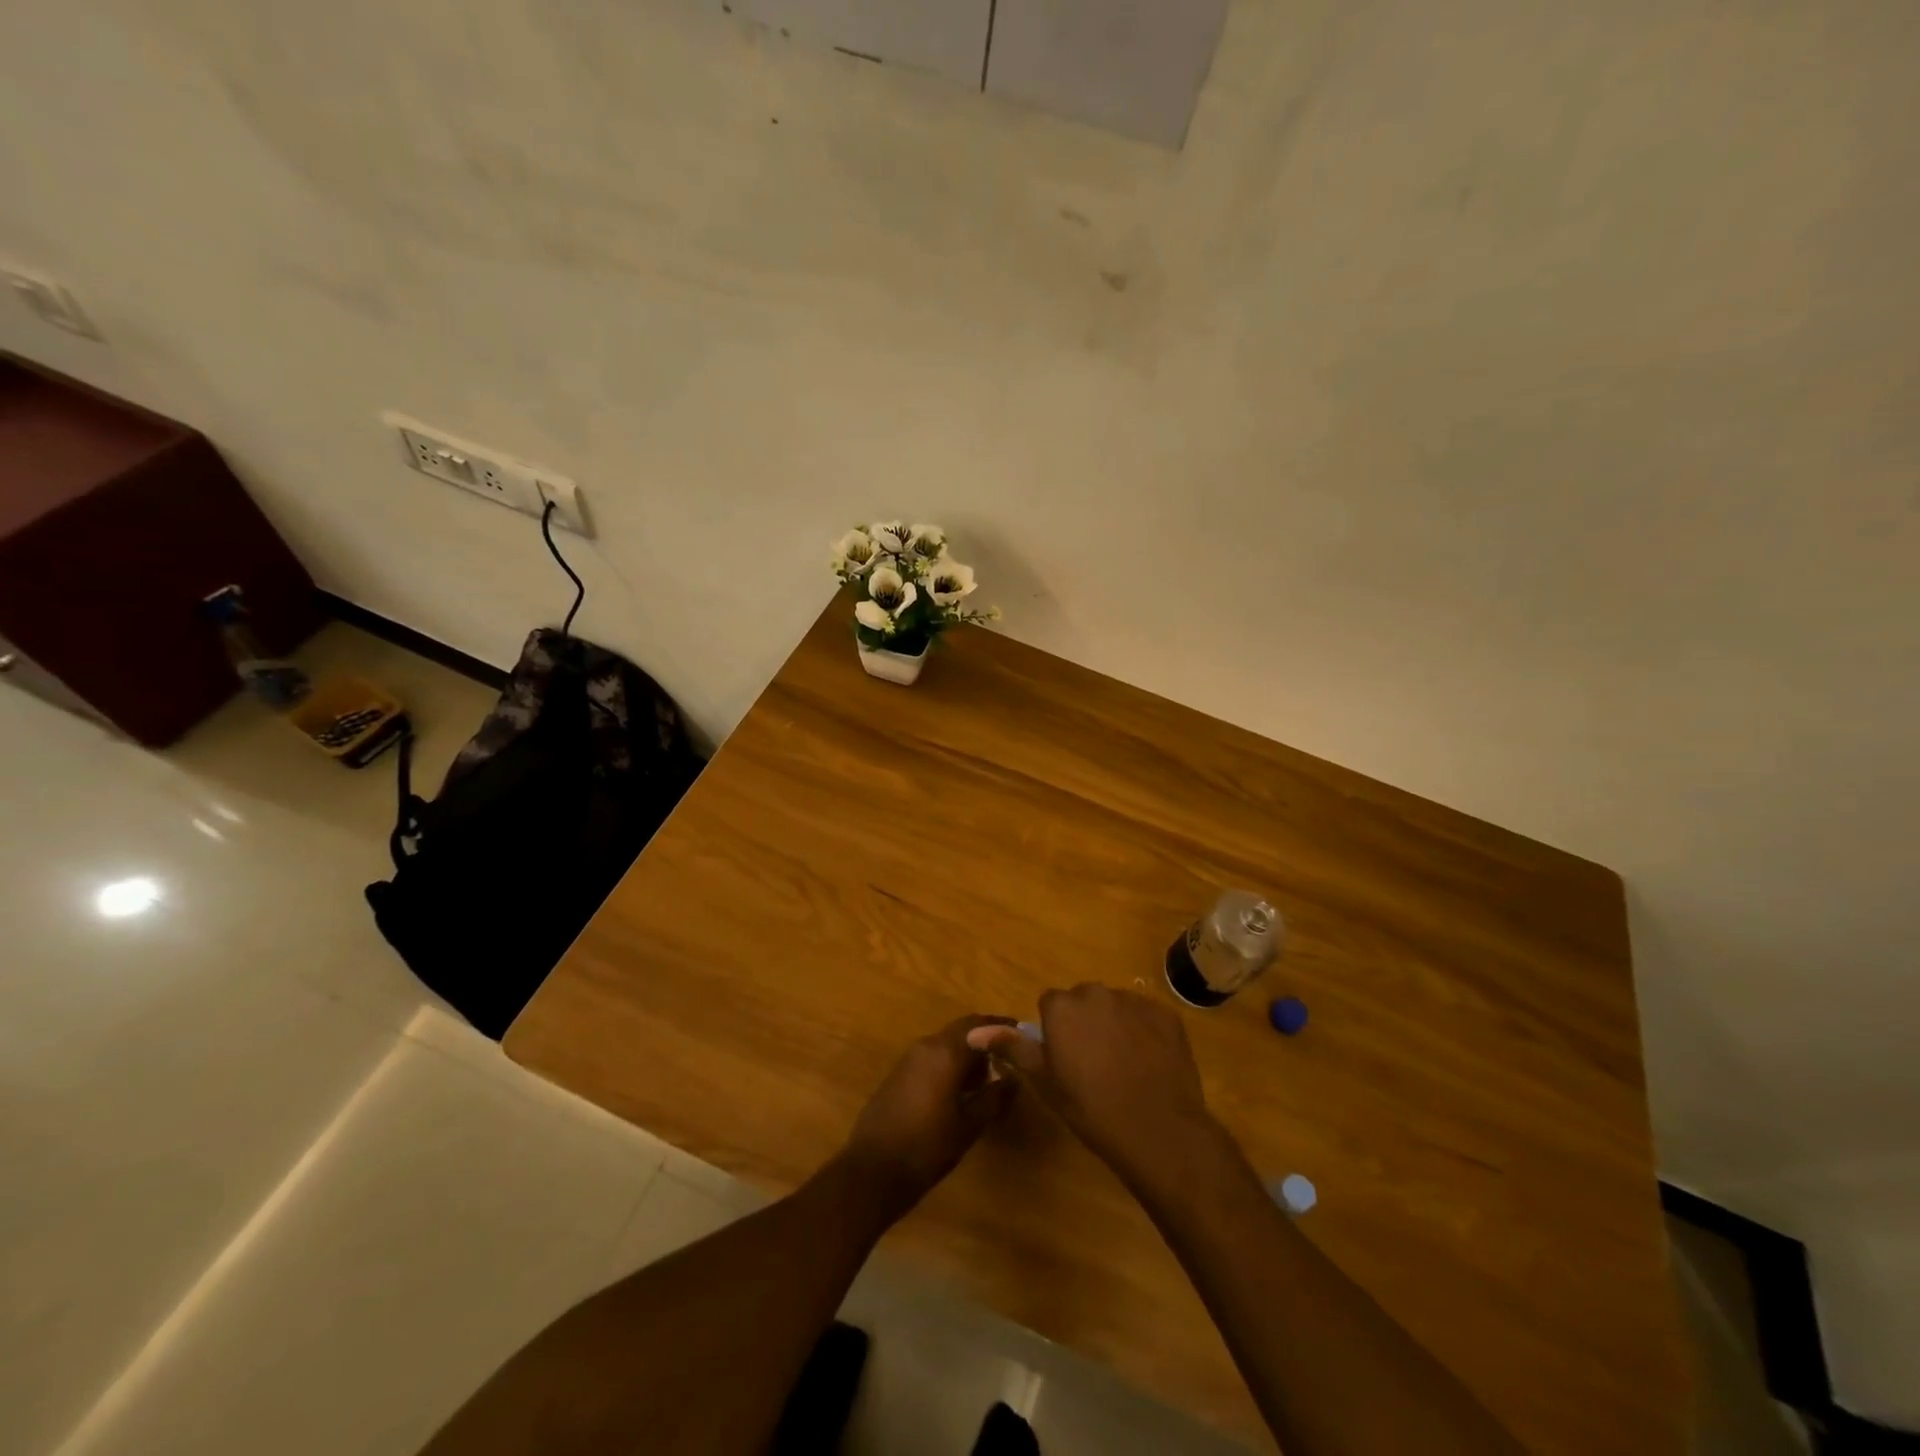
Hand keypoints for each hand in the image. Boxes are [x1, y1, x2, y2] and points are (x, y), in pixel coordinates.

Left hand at [840, 1015, 1017, 1219]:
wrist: (873, 1170)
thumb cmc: (927, 1147)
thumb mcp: (969, 1125)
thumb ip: (994, 1097)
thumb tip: (1013, 1079)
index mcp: (945, 1052)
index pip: (979, 1025)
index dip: (1001, 1027)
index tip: (1021, 1033)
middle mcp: (926, 1046)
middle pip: (961, 1031)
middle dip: (985, 1039)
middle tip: (1009, 1056)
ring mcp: (909, 1059)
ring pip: (945, 1044)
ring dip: (967, 1053)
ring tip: (988, 1077)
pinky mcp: (898, 1075)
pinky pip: (931, 1058)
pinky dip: (949, 1064)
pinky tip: (960, 1089)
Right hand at [966, 985, 1220, 1189]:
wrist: (1157, 1130)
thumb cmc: (1090, 1108)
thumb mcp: (1045, 1081)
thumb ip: (1012, 1048)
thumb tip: (974, 1032)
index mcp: (1062, 1006)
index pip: (1050, 1005)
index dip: (1055, 1032)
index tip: (1064, 1060)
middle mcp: (1096, 993)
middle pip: (1083, 1001)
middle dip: (1084, 1023)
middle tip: (1091, 1064)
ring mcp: (1134, 1001)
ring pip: (1115, 1006)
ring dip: (1114, 1026)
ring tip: (1123, 1066)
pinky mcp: (1165, 1014)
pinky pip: (1146, 1017)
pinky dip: (1144, 1033)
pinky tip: (1147, 1064)